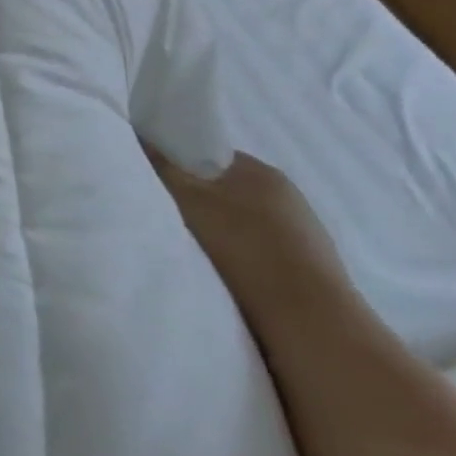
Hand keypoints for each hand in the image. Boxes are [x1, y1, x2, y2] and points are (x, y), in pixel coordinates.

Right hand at [148, 149, 356, 340]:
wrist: (309, 317)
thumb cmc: (244, 247)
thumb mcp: (190, 202)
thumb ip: (165, 169)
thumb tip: (144, 137)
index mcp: (260, 170)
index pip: (212, 156)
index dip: (183, 168)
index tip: (161, 187)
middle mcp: (287, 194)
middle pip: (229, 190)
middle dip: (203, 204)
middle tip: (174, 222)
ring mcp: (304, 231)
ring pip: (246, 223)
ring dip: (225, 234)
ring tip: (202, 255)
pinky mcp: (311, 266)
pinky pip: (264, 251)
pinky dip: (245, 259)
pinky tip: (231, 277)